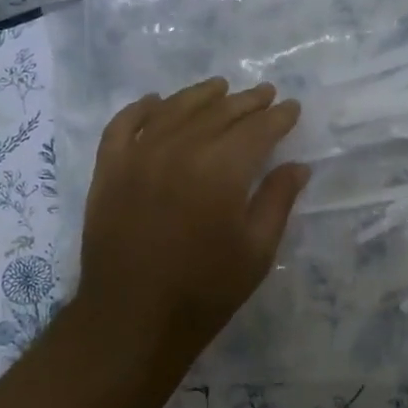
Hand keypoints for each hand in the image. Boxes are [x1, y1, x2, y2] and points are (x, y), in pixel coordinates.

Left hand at [76, 77, 309, 363]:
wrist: (131, 320)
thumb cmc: (204, 291)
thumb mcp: (256, 251)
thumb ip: (278, 200)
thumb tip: (298, 165)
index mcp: (221, 169)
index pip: (257, 129)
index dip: (278, 117)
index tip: (292, 108)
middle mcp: (179, 150)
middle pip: (219, 113)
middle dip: (246, 102)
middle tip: (265, 93)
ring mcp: (138, 156)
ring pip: (174, 109)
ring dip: (201, 95)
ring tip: (220, 87)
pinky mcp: (109, 169)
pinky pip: (124, 125)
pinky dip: (141, 108)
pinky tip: (156, 102)